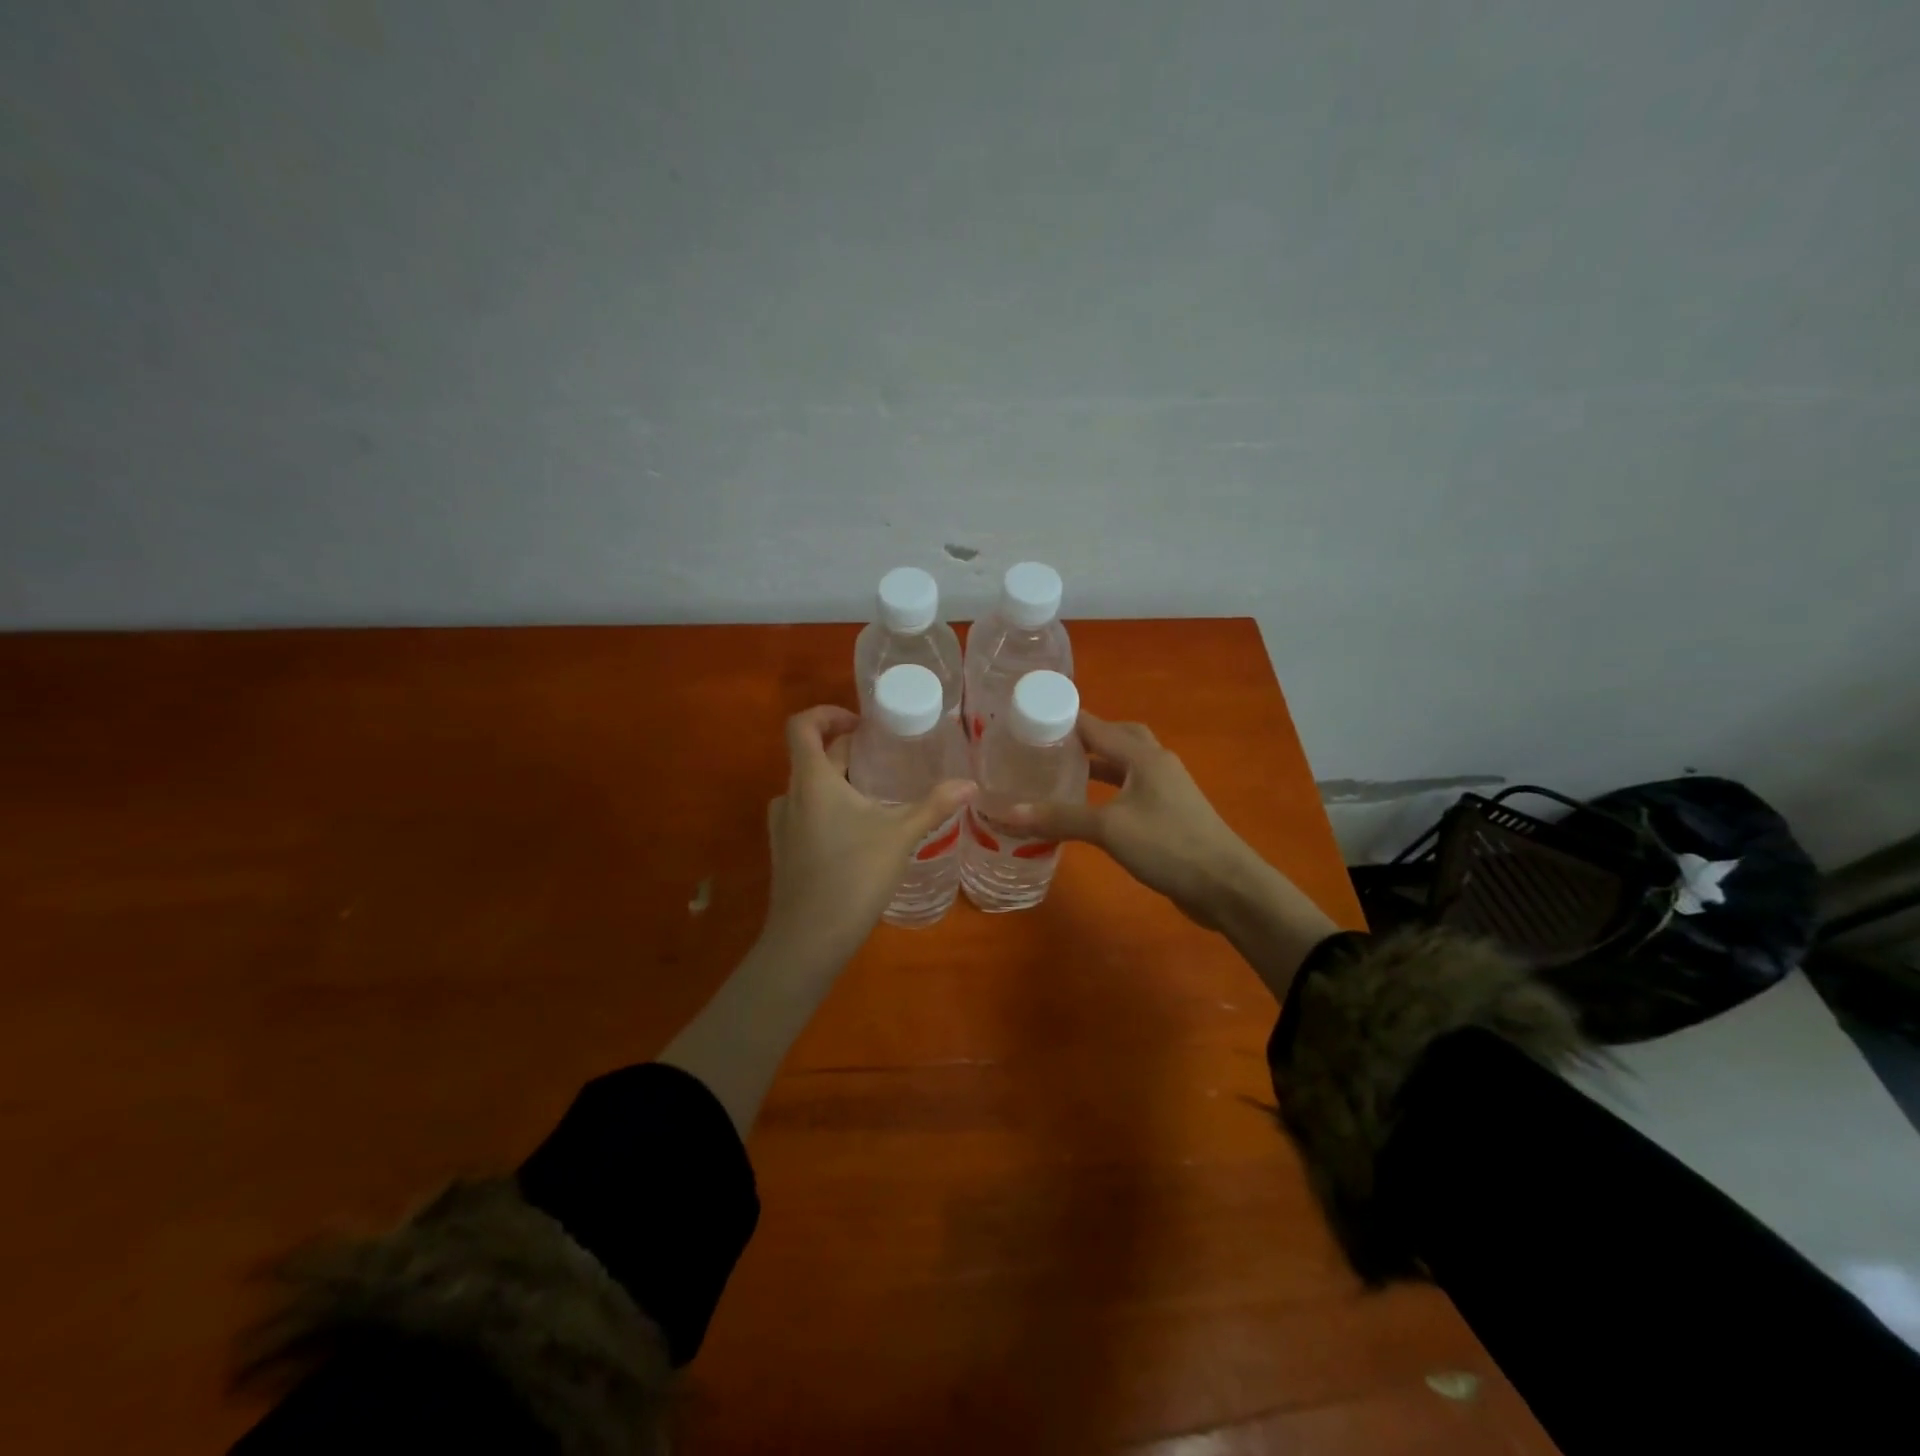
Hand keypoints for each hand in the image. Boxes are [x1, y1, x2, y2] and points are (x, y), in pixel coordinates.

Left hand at [761, 706, 975, 968]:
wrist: (808, 939)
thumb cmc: (854, 876)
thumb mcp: (900, 836)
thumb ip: (934, 805)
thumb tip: (970, 784)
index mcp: (812, 780)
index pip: (801, 726)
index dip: (827, 714)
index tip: (861, 724)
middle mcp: (790, 796)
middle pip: (813, 757)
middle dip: (849, 751)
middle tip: (887, 757)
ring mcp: (783, 826)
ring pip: (811, 788)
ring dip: (840, 782)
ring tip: (876, 795)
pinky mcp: (785, 852)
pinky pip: (807, 815)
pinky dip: (830, 809)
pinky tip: (859, 833)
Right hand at [1002, 713, 1267, 931]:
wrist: (1226, 885)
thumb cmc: (1168, 845)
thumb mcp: (1108, 829)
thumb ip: (1060, 817)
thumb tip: (1006, 812)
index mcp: (1143, 756)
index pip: (1096, 725)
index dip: (1064, 719)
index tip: (1029, 719)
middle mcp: (1156, 763)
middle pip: (1118, 737)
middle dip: (1085, 737)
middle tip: (1050, 745)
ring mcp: (1167, 789)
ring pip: (1127, 764)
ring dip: (1099, 764)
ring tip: (1064, 772)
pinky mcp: (1170, 814)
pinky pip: (1133, 789)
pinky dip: (1110, 790)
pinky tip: (1093, 808)